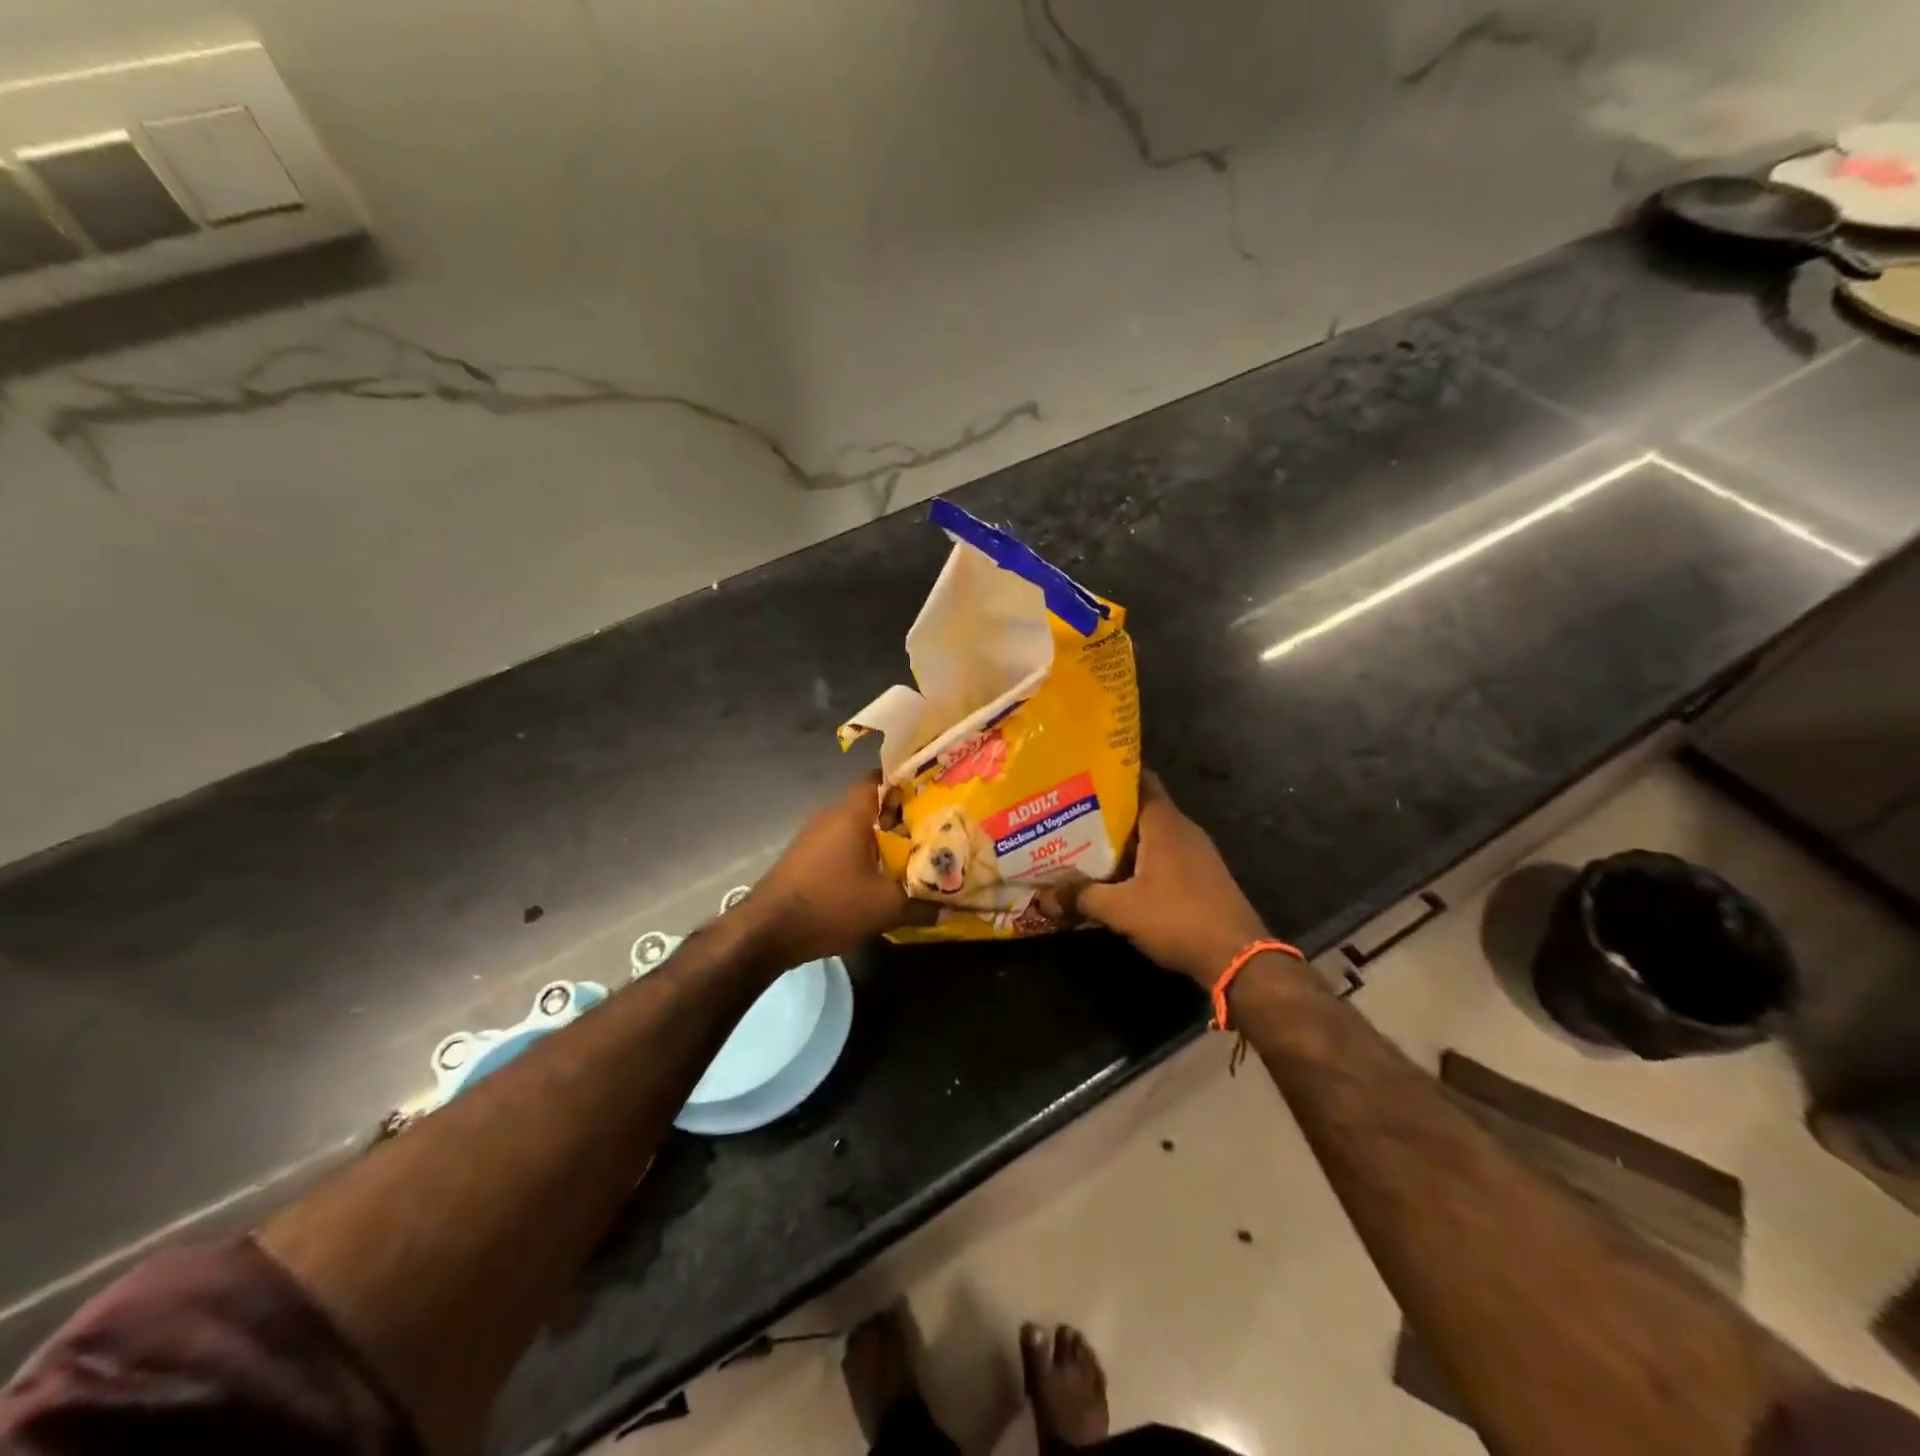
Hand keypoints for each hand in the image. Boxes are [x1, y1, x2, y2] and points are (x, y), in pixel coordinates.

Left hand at [735, 773, 919, 968]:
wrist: (767, 930)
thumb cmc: (830, 904)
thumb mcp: (884, 908)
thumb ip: (920, 904)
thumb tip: (947, 908)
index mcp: (852, 813)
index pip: (880, 778)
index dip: (906, 781)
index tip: (932, 791)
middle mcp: (830, 815)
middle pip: (871, 805)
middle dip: (899, 816)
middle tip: (931, 828)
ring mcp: (812, 836)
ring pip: (854, 827)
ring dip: (878, 839)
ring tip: (909, 854)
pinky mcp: (803, 857)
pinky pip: (839, 845)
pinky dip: (859, 854)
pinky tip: (875, 876)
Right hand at [1042, 772, 1269, 986]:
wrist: (1237, 957)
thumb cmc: (1177, 918)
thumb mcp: (1121, 909)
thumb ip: (1081, 897)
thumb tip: (1044, 897)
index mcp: (1165, 823)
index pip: (1140, 780)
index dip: (1112, 774)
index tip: (1082, 775)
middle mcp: (1183, 830)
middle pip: (1141, 808)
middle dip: (1107, 811)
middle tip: (1070, 814)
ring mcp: (1196, 853)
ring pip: (1151, 835)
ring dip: (1122, 839)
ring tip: (1084, 844)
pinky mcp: (1201, 876)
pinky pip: (1163, 856)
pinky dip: (1139, 859)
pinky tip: (1115, 876)